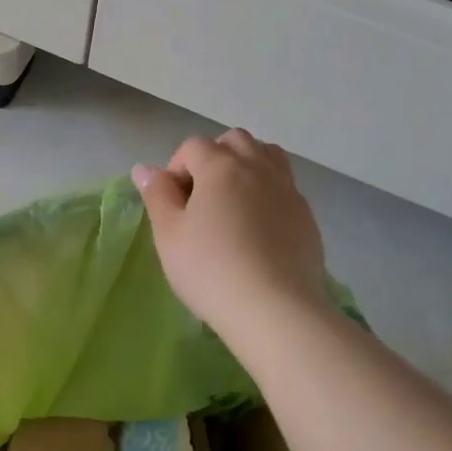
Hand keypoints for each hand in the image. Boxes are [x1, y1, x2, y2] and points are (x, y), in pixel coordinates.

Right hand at [132, 130, 328, 339]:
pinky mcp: (307, 216)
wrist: (275, 309)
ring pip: (268, 156)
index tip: (172, 203)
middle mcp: (258, 168)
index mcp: (221, 166)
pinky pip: (285, 188)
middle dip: (214, 157)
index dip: (177, 168)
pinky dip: (268, 194)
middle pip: (235, 141)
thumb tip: (145, 169)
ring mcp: (288, 190)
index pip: (193, 146)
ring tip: (233, 203)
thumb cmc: (210, 269)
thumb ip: (157, 195)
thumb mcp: (169, 234)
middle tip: (201, 197)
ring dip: (247, 166)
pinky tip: (258, 230)